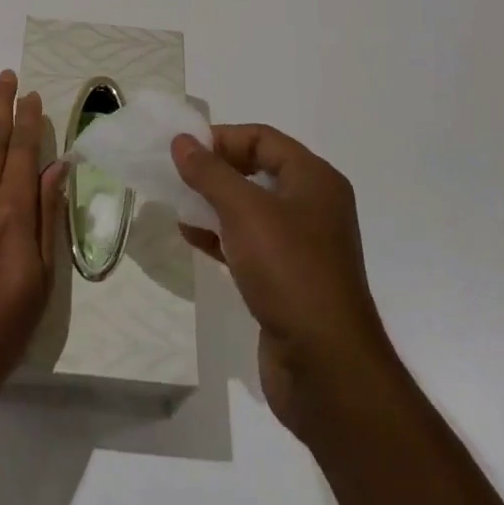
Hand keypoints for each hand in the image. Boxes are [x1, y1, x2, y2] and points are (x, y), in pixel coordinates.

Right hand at [172, 124, 398, 448]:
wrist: (326, 366)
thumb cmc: (289, 271)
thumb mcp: (244, 211)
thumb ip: (210, 172)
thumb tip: (181, 140)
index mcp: (314, 179)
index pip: (263, 138)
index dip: (222, 138)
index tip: (184, 149)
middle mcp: (313, 205)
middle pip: (257, 170)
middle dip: (215, 171)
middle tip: (177, 175)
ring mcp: (303, 245)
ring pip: (251, 209)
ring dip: (214, 203)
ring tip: (177, 204)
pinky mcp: (289, 279)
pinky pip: (250, 242)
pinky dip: (221, 235)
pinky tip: (191, 237)